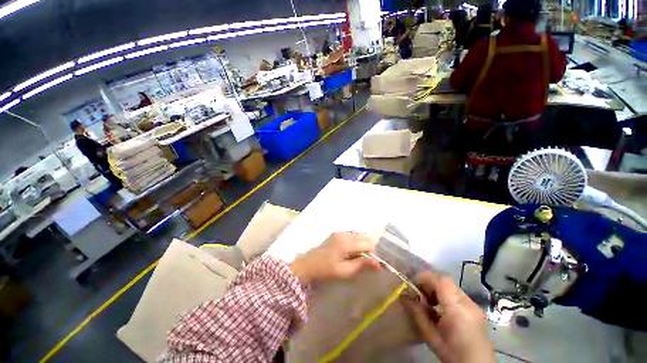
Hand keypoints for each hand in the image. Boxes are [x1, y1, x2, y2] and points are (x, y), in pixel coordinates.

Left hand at [289, 232, 379, 283]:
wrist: (307, 266)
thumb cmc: (326, 271)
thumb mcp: (344, 271)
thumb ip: (361, 265)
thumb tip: (379, 263)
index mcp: (346, 242)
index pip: (368, 243)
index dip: (372, 253)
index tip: (369, 264)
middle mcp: (344, 234)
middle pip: (364, 237)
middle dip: (368, 248)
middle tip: (363, 262)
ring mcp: (339, 232)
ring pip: (358, 235)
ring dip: (361, 245)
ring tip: (356, 258)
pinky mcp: (336, 234)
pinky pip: (351, 235)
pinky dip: (355, 242)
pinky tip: (350, 252)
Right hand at [403, 272, 494, 362]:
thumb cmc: (452, 354)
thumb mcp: (431, 336)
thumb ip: (418, 314)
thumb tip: (403, 297)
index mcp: (458, 310)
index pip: (442, 281)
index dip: (426, 277)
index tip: (412, 283)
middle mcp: (468, 303)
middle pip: (446, 281)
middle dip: (429, 283)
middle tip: (418, 293)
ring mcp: (473, 305)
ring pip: (450, 286)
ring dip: (436, 289)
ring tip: (427, 302)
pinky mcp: (474, 309)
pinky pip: (455, 294)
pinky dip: (443, 296)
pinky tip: (438, 309)